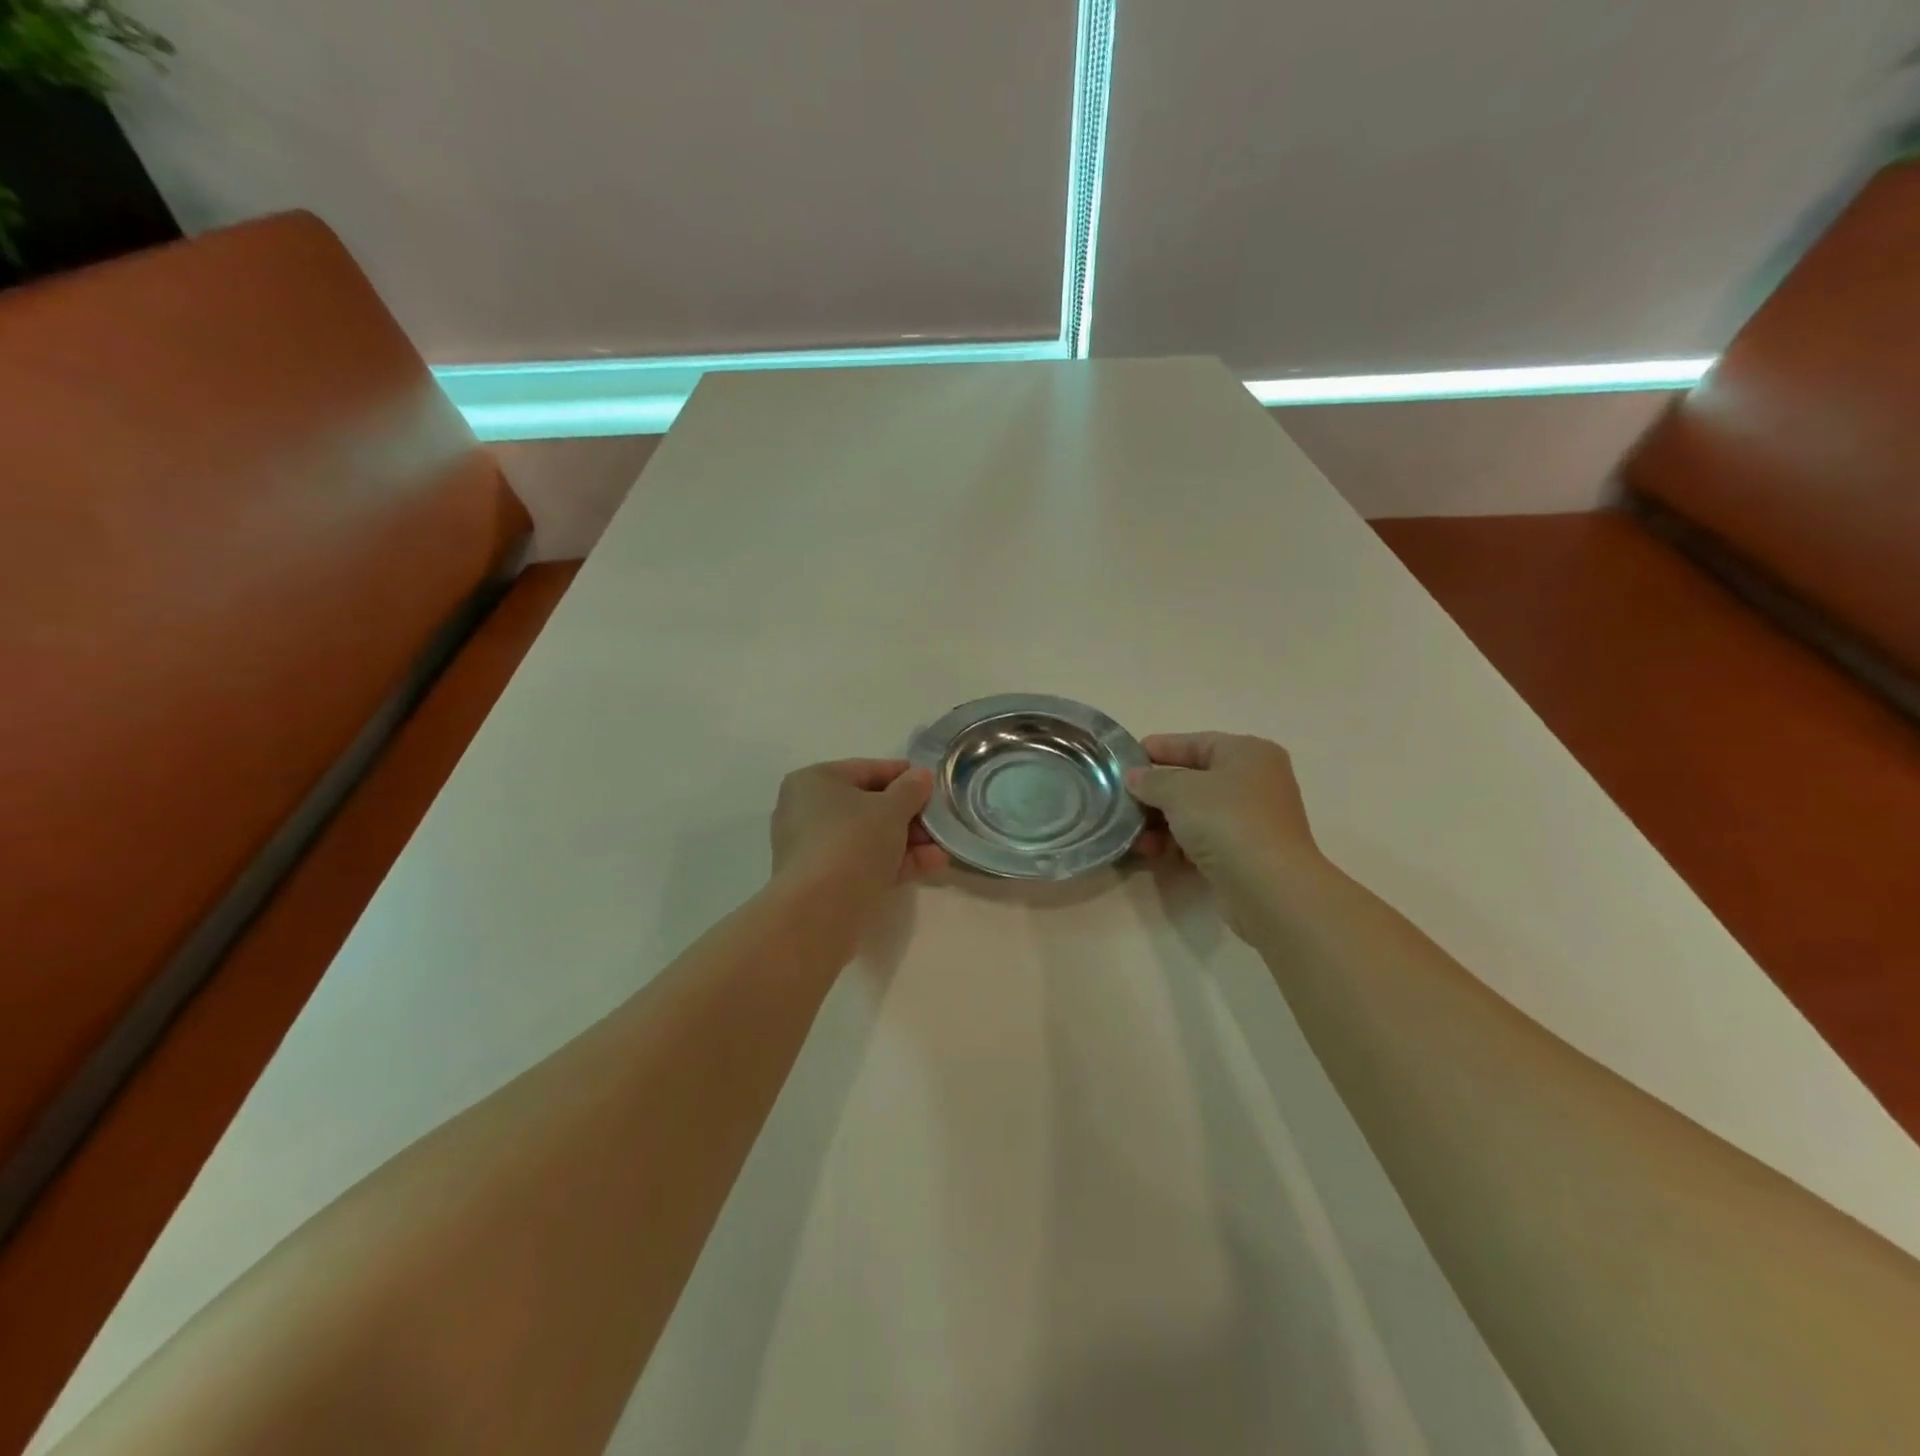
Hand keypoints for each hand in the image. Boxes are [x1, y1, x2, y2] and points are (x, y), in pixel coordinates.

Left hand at [770, 759, 946, 919]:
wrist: (819, 911)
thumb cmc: (853, 841)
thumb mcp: (891, 809)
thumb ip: (910, 789)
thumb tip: (921, 776)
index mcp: (814, 781)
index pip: (866, 770)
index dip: (904, 776)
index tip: (933, 785)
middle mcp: (807, 811)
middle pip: (868, 806)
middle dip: (909, 815)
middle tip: (940, 821)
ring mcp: (814, 849)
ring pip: (869, 838)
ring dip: (908, 841)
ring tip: (943, 848)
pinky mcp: (823, 882)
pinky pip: (864, 863)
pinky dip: (895, 862)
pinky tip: (932, 865)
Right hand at [1128, 733, 1323, 931]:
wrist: (1267, 886)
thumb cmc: (1226, 820)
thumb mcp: (1179, 790)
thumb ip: (1151, 779)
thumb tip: (1135, 777)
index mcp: (1247, 753)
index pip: (1196, 743)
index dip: (1159, 748)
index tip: (1125, 759)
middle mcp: (1254, 782)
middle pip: (1194, 780)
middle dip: (1156, 792)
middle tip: (1122, 799)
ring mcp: (1252, 820)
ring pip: (1195, 814)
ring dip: (1161, 822)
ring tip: (1131, 832)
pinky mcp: (1244, 854)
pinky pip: (1202, 840)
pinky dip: (1176, 844)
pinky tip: (1150, 852)